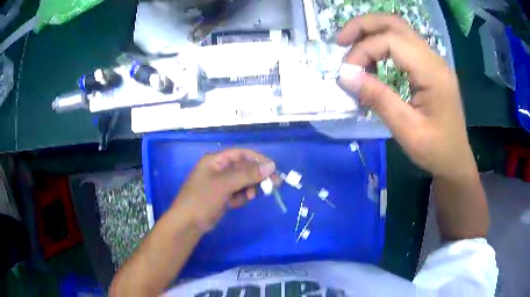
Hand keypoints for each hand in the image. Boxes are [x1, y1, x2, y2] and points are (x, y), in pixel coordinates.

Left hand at [172, 149, 275, 231]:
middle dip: (257, 176)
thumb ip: (247, 174)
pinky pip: (239, 192)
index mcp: (216, 161)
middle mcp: (219, 169)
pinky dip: (241, 197)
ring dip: (249, 188)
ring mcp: (221, 184)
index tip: (272, 168)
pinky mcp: (223, 196)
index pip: (241, 154)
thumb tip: (271, 165)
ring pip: (243, 181)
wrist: (188, 224)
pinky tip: (235, 204)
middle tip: (273, 184)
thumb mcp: (224, 184)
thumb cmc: (202, 199)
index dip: (257, 159)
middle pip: (244, 168)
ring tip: (249, 196)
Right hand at [337, 14, 475, 178]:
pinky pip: (403, 44)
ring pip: (398, 29)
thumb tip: (345, 76)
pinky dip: (382, 45)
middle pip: (395, 23)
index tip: (347, 73)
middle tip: (340, 41)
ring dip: (372, 32)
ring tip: (351, 48)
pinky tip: (373, 61)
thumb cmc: (435, 150)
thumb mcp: (406, 130)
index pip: (392, 41)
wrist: (455, 160)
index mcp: (433, 72)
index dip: (364, 50)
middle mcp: (434, 59)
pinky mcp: (430, 67)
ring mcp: (433, 61)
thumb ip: (378, 99)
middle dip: (363, 26)